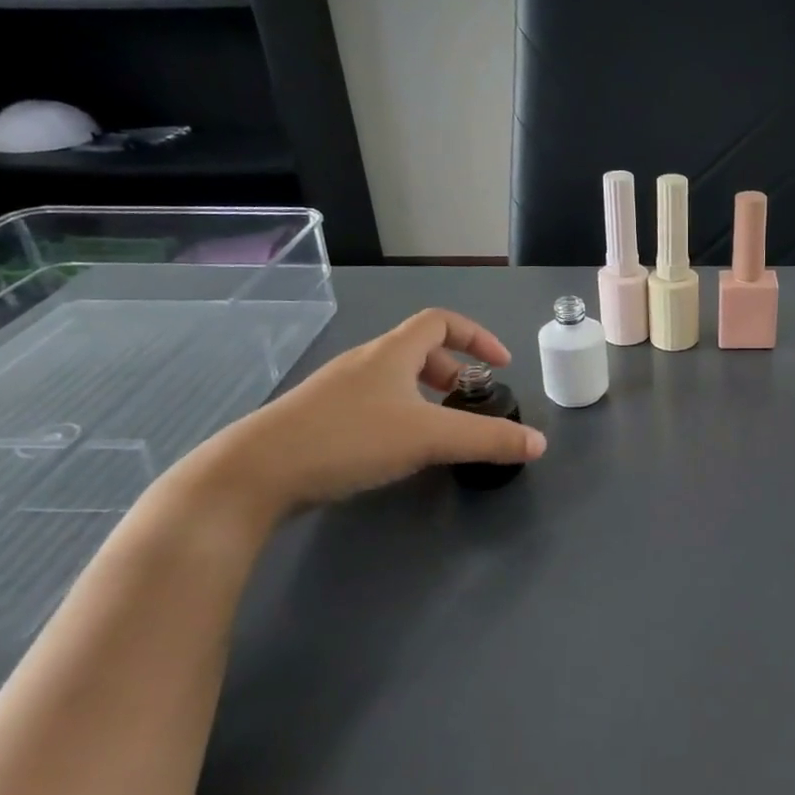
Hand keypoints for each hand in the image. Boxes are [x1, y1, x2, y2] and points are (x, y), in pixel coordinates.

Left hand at [191, 308, 546, 518]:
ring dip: (424, 394)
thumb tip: (539, 443)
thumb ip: (488, 440)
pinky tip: (397, 450)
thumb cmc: (349, 439)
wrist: (256, 473)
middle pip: (417, 349)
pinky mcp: (319, 419)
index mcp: (392, 353)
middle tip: (469, 401)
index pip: (441, 321)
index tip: (500, 365)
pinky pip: (372, 403)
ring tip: (439, 428)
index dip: (476, 337)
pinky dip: (399, 415)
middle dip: (451, 371)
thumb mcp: (430, 438)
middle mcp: (364, 362)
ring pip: (393, 379)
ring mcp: (337, 391)